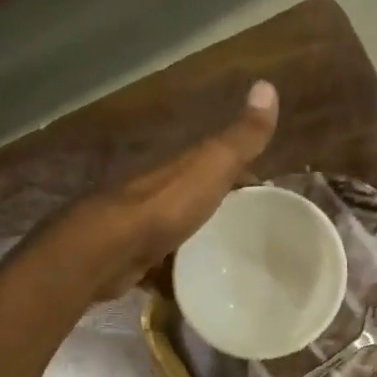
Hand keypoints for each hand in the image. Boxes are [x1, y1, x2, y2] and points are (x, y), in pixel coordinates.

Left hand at [71, 80, 278, 298]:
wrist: (108, 250)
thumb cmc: (165, 207)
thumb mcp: (210, 166)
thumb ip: (239, 138)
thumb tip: (267, 86)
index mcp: (180, 169)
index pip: (218, 164)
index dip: (245, 176)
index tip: (268, 197)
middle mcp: (160, 193)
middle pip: (198, 200)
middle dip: (223, 214)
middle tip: (255, 237)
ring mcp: (144, 229)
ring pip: (180, 234)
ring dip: (199, 245)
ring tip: (231, 267)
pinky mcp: (135, 261)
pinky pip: (163, 267)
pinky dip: (178, 277)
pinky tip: (196, 291)